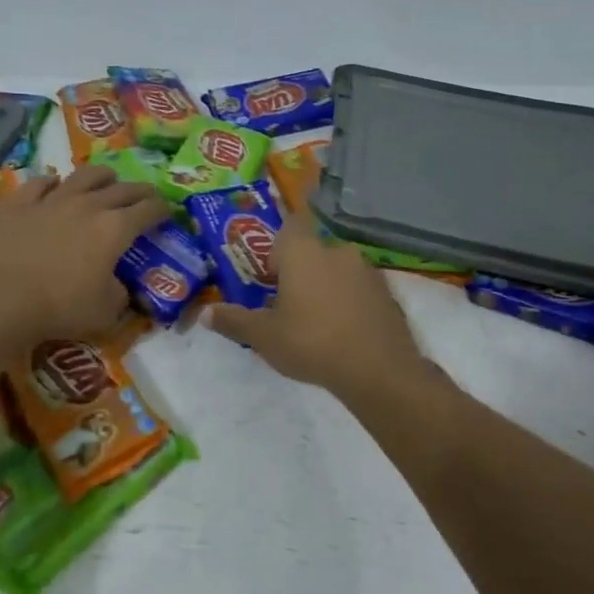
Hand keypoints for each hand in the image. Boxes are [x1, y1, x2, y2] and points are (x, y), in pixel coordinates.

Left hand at [0, 164, 170, 344]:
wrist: (0, 297)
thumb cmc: (60, 307)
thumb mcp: (106, 313)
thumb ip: (120, 296)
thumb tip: (121, 288)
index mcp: (115, 229)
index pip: (149, 210)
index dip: (162, 209)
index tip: (167, 213)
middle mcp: (88, 205)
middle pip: (122, 188)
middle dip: (139, 190)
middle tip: (146, 195)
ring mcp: (52, 199)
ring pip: (84, 175)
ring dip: (101, 176)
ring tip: (106, 179)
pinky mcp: (19, 202)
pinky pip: (40, 183)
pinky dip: (52, 184)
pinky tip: (53, 187)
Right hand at [205, 219, 440, 403]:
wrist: (378, 369)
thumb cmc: (311, 342)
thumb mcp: (264, 336)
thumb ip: (234, 320)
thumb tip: (205, 314)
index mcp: (303, 251)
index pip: (290, 225)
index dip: (278, 245)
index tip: (271, 274)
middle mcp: (336, 250)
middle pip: (313, 250)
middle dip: (301, 271)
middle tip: (288, 304)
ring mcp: (367, 270)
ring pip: (338, 269)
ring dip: (326, 286)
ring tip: (316, 322)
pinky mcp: (387, 292)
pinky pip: (360, 289)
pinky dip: (350, 302)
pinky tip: (344, 332)